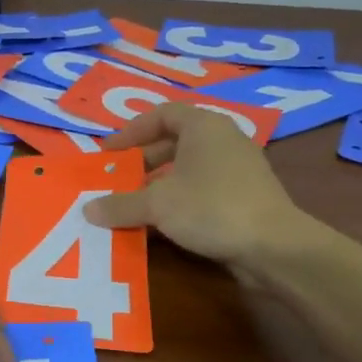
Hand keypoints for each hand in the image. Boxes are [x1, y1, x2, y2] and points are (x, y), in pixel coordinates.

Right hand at [82, 103, 321, 268]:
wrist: (274, 246)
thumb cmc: (211, 208)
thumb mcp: (157, 205)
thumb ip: (120, 204)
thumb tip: (87, 209)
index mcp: (203, 126)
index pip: (161, 114)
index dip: (131, 131)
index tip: (108, 152)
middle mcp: (222, 140)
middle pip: (173, 142)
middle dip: (141, 161)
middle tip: (116, 179)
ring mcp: (236, 169)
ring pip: (186, 169)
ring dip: (157, 184)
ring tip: (131, 204)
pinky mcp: (244, 197)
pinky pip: (200, 190)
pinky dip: (177, 201)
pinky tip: (158, 225)